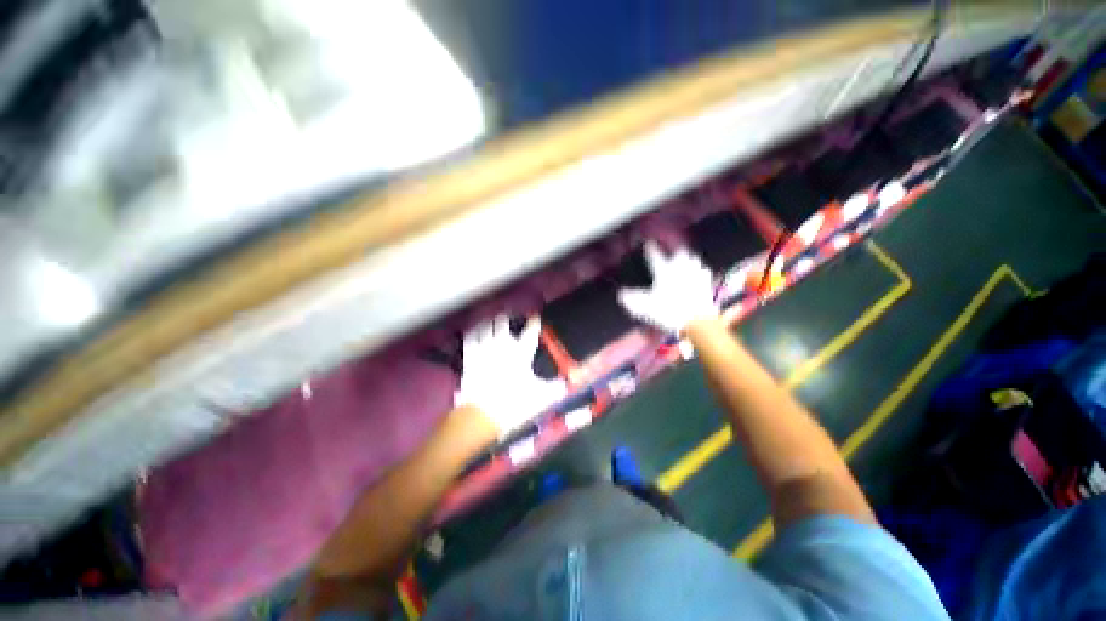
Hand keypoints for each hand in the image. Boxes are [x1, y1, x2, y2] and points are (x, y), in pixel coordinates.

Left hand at [455, 315, 565, 435]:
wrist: (481, 415)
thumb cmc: (513, 404)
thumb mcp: (540, 397)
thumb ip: (556, 388)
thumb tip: (568, 383)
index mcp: (521, 353)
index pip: (530, 332)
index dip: (534, 323)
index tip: (535, 318)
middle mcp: (502, 346)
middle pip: (503, 324)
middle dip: (507, 319)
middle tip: (509, 318)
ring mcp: (484, 350)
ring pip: (486, 327)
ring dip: (491, 323)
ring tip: (493, 321)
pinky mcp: (469, 357)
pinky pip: (471, 338)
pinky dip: (474, 332)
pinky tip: (475, 331)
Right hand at [617, 241, 717, 333]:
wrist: (696, 319)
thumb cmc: (669, 311)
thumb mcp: (645, 307)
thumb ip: (632, 299)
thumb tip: (621, 294)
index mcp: (664, 273)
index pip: (655, 258)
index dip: (651, 250)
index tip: (649, 244)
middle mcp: (680, 270)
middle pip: (680, 254)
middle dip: (676, 253)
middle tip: (674, 253)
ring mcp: (695, 276)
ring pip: (694, 261)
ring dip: (689, 260)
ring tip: (688, 260)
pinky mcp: (707, 285)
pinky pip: (705, 273)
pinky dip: (701, 272)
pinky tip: (701, 274)